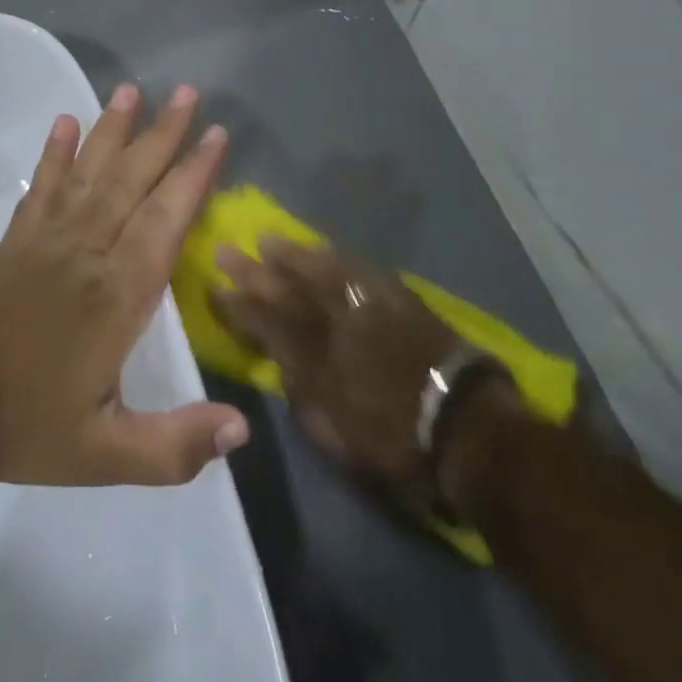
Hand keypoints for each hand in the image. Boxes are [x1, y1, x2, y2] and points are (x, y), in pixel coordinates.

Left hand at [0, 83, 249, 488]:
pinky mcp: (16, 241)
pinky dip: (55, 153)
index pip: (165, 221)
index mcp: (117, 298)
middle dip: (163, 135)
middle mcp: (86, 254)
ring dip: (113, 130)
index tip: (216, 135)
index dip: (193, 176)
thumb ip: (175, 447)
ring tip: (132, 90)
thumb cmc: (25, 429)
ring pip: (89, 174)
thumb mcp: (105, 454)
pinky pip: (42, 188)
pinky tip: (65, 123)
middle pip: (131, 182)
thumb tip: (243, 429)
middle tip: (189, 93)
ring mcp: (46, 241)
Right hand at [212, 242, 517, 515]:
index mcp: (314, 359)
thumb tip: (282, 365)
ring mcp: (366, 306)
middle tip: (226, 250)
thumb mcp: (334, 433)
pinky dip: (334, 256)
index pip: (264, 323)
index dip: (237, 306)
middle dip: (253, 271)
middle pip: (285, 289)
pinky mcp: (396, 297)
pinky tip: (323, 249)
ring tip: (268, 240)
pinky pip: (356, 267)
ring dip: (290, 254)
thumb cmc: (396, 441)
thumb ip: (300, 395)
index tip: (215, 288)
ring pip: (319, 270)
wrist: (466, 428)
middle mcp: (334, 323)